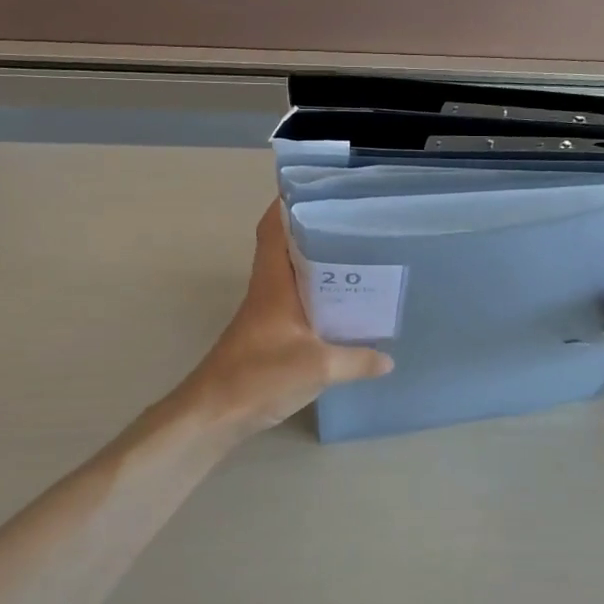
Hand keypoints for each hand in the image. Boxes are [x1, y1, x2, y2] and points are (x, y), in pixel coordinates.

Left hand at [183, 203, 392, 436]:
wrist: (214, 413)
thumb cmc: (259, 376)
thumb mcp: (318, 368)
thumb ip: (357, 360)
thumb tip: (389, 358)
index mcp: (274, 281)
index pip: (273, 227)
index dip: (288, 203)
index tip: (320, 190)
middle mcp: (268, 289)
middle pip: (288, 246)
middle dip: (318, 231)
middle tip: (358, 225)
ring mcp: (267, 313)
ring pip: (294, 275)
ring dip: (320, 266)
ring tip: (360, 261)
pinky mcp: (269, 335)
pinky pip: (297, 303)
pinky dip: (318, 298)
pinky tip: (344, 311)